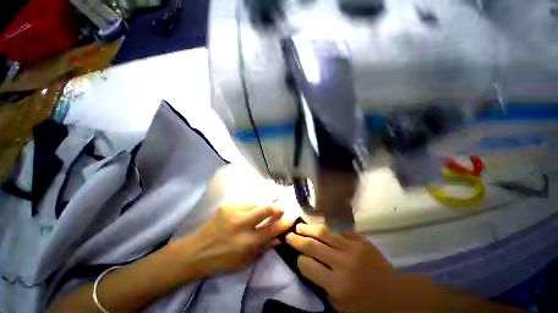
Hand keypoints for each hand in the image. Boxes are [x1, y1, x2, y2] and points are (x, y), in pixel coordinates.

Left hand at [177, 203, 292, 276]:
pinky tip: (248, 209)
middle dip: (277, 207)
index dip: (285, 222)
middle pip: (265, 209)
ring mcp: (234, 212)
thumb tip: (279, 238)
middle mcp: (242, 224)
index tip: (292, 217)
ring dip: (263, 205)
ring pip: (256, 202)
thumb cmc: (222, 260)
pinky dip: (250, 205)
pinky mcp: (227, 206)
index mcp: (248, 241)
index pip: (273, 229)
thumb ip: (264, 248)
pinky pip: (245, 202)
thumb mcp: (245, 261)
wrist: (196, 251)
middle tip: (281, 207)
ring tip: (266, 206)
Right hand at [286, 224, 392, 312]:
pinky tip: (325, 232)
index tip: (297, 258)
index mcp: (337, 285)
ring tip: (300, 226)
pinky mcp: (362, 241)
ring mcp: (354, 249)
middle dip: (298, 239)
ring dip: (309, 228)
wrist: (397, 297)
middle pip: (313, 245)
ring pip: (325, 233)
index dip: (299, 260)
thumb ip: (321, 285)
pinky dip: (331, 232)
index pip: (308, 266)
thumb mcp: (339, 306)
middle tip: (289, 234)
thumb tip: (307, 263)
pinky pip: (341, 231)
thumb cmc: (366, 308)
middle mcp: (343, 264)